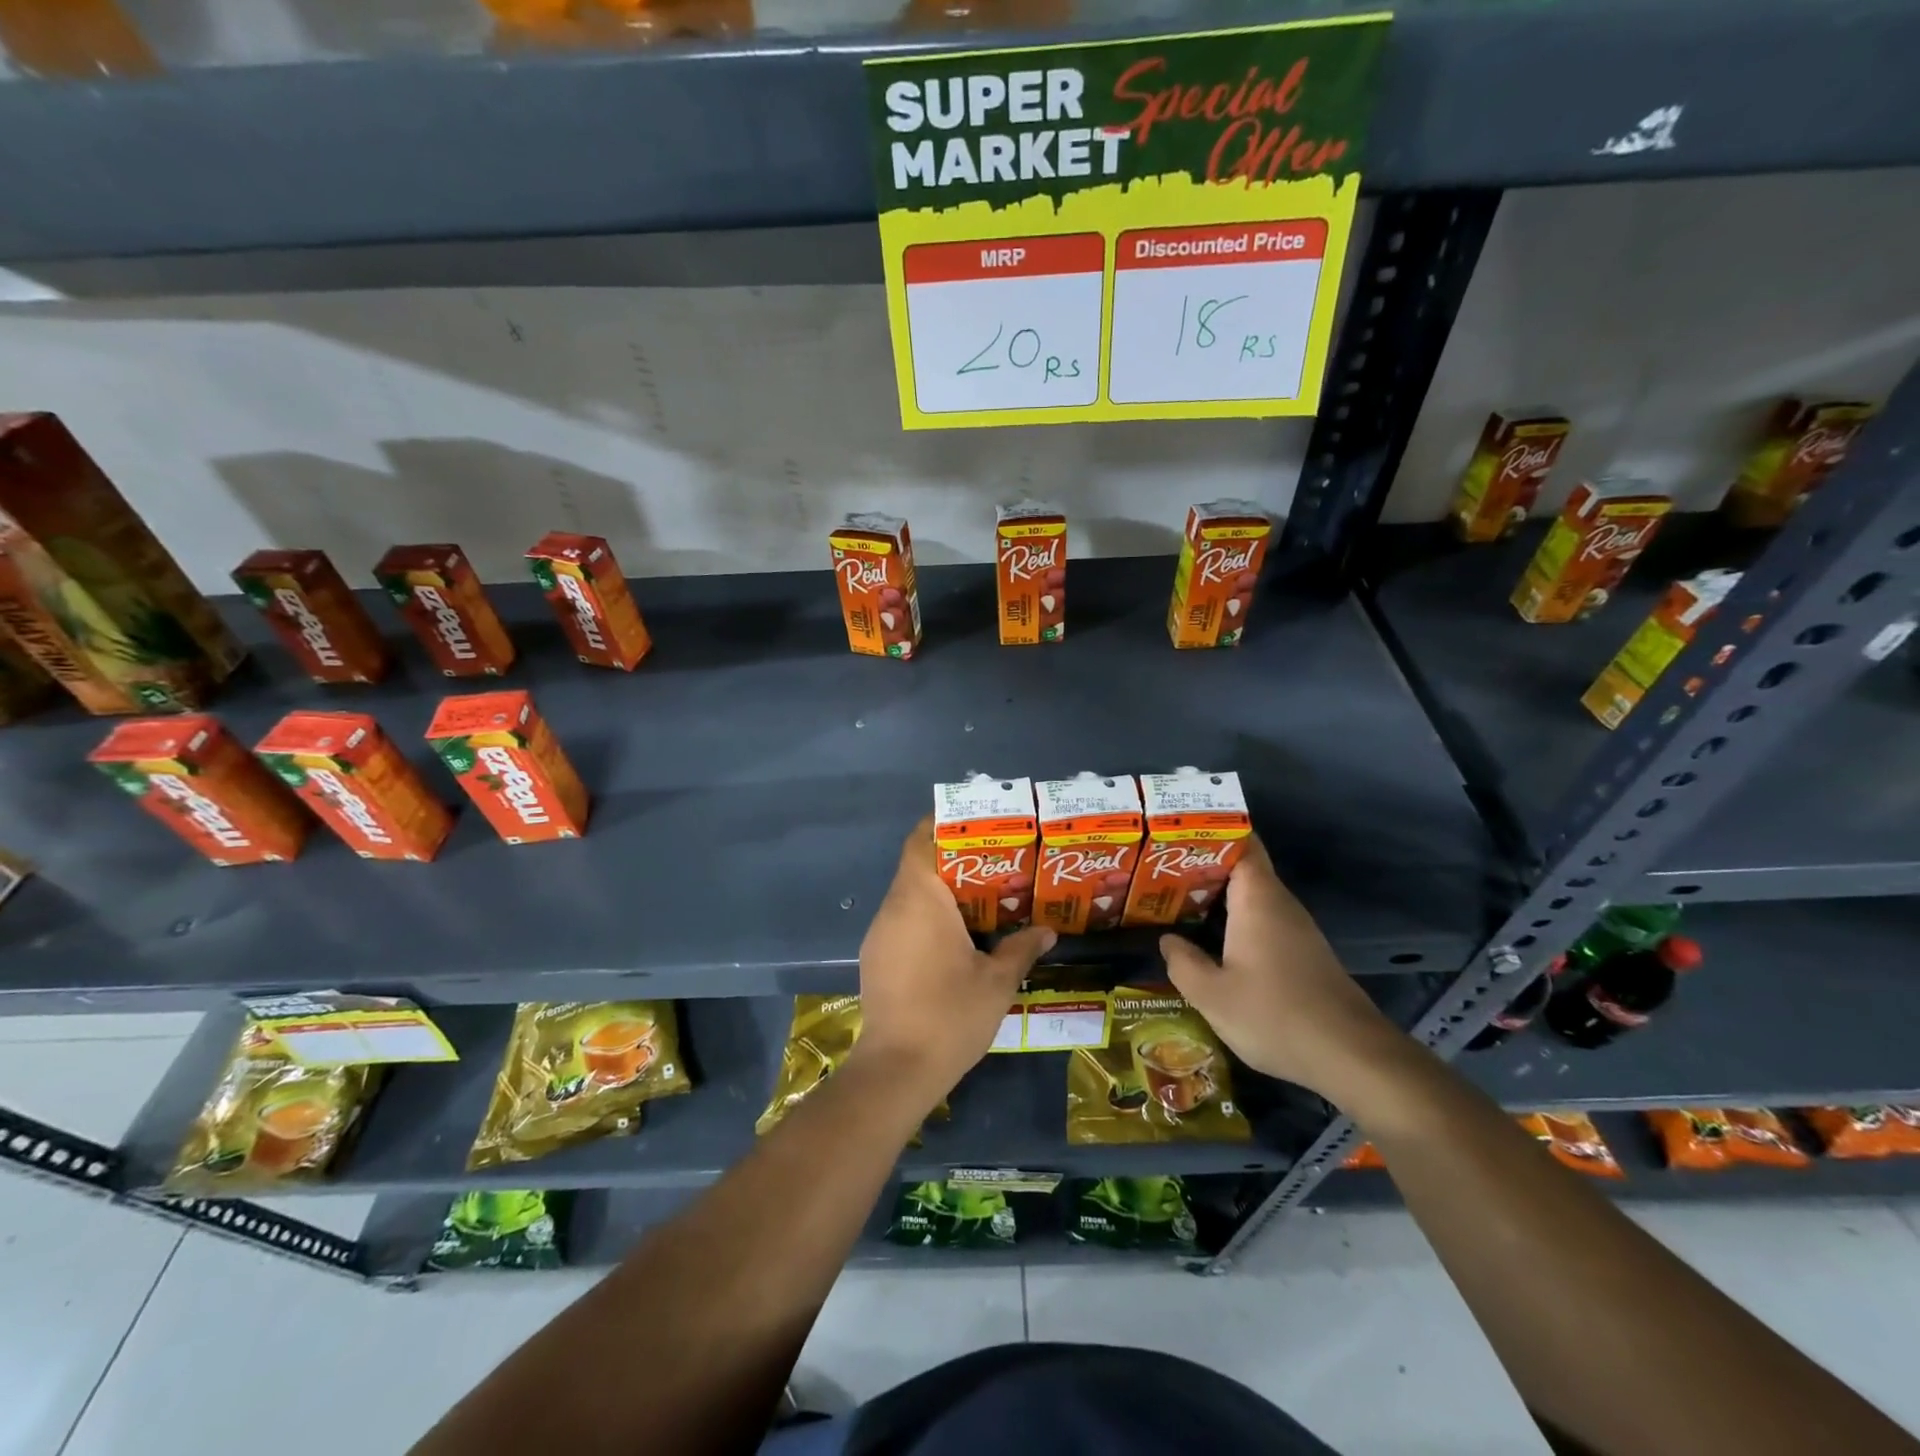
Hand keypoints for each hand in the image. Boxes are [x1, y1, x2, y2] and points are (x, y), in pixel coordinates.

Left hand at [851, 817, 1055, 1112]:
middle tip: (993, 865)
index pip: (920, 841)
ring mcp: (879, 934)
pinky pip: (901, 922)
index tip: (973, 826)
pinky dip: (925, 919)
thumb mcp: (997, 981)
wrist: (897, 1069)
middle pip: (916, 867)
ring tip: (979, 901)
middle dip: (952, 862)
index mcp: (920, 899)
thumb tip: (1048, 931)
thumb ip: (1022, 948)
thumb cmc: (950, 1014)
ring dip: (939, 894)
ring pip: (908, 897)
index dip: (941, 826)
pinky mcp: (874, 958)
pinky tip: (953, 940)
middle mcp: (893, 908)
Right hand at [1159, 836, 1400, 1098]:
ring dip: (1216, 895)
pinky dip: (1233, 919)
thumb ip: (1182, 962)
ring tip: (1173, 899)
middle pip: (1241, 868)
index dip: (1211, 831)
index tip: (1175, 832)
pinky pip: (1261, 920)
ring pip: (1250, 897)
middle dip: (1202, 865)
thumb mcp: (1212, 995)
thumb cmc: (1275, 1015)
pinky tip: (1210, 939)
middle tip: (1157, 869)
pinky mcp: (1302, 953)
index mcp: (1258, 899)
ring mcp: (1295, 929)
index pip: (1241, 843)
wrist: (1351, 1056)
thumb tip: (1168, 940)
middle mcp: (1279, 904)